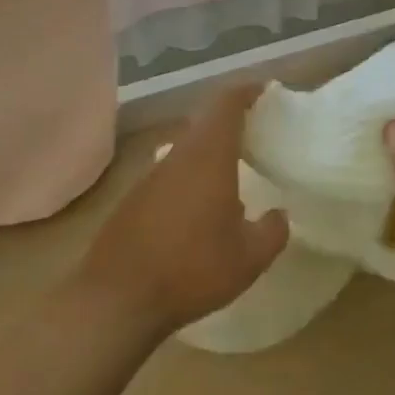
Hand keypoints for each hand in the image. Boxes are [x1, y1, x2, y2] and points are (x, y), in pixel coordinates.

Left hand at [80, 85, 288, 336]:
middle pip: (206, 122)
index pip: (226, 104)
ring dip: (210, 150)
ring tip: (234, 171)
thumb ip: (273, 231)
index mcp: (208, 157)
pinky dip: (192, 175)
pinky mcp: (134, 200)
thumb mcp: (250, 258)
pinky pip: (171, 173)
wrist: (115, 302)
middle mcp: (177, 156)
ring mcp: (151, 177)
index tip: (265, 92)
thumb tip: (279, 215)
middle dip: (232, 120)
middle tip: (258, 133)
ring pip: (187, 148)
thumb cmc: (191, 270)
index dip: (246, 92)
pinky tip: (201, 207)